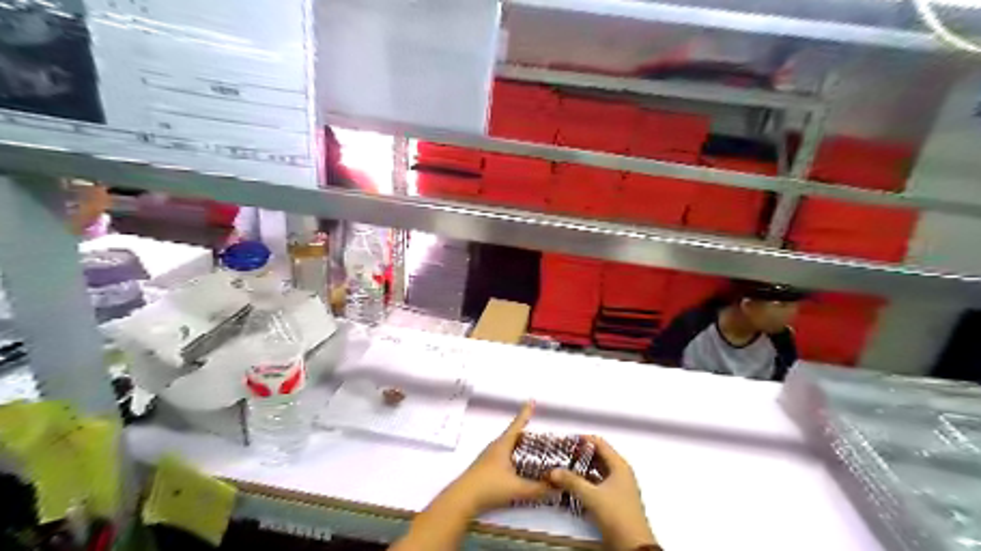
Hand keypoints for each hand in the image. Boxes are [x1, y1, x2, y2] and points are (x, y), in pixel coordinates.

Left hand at [444, 403, 554, 514]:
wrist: (462, 499)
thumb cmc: (489, 487)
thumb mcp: (517, 488)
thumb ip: (538, 489)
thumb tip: (557, 486)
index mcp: (503, 445)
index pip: (517, 425)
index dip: (525, 413)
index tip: (532, 401)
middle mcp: (495, 447)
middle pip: (513, 435)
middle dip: (526, 432)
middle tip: (540, 433)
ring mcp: (488, 457)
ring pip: (507, 446)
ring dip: (519, 445)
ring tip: (532, 449)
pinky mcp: (485, 468)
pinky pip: (504, 456)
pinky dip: (513, 456)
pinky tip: (518, 466)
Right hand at [548, 434, 652, 550]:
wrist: (633, 546)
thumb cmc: (617, 515)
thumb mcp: (592, 497)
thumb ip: (571, 481)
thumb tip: (553, 471)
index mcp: (619, 465)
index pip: (599, 443)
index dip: (582, 440)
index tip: (565, 441)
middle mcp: (620, 472)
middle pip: (598, 455)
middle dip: (580, 454)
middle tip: (561, 454)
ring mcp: (618, 486)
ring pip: (597, 470)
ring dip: (581, 468)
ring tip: (563, 467)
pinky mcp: (614, 498)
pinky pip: (597, 482)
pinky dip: (586, 480)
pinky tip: (572, 484)